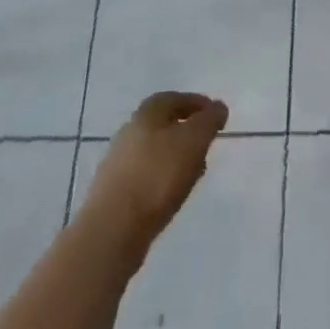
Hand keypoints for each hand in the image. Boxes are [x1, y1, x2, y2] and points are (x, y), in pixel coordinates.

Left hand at [81, 92, 228, 256]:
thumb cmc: (158, 176)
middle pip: (161, 124)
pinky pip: (144, 177)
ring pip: (153, 152)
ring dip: (175, 156)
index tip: (216, 115)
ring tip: (194, 171)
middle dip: (186, 130)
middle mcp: (127, 134)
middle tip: (207, 143)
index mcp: (146, 115)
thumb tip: (217, 108)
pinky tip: (172, 193)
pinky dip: (162, 178)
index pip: (173, 98)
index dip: (196, 103)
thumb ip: (209, 120)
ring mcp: (116, 165)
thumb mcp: (195, 140)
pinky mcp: (112, 194)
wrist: (112, 230)